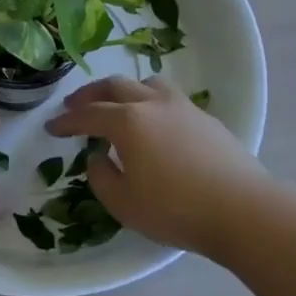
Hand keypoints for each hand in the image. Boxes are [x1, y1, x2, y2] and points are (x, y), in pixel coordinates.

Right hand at [46, 75, 267, 258]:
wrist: (243, 210)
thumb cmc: (175, 209)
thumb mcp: (123, 203)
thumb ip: (101, 176)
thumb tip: (99, 157)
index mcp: (127, 121)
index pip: (88, 115)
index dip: (66, 121)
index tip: (52, 127)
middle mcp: (152, 104)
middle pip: (114, 86)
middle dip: (90, 95)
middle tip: (74, 105)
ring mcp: (183, 108)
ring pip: (146, 84)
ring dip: (124, 90)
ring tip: (117, 104)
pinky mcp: (206, 119)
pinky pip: (169, 98)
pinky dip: (151, 102)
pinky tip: (154, 122)